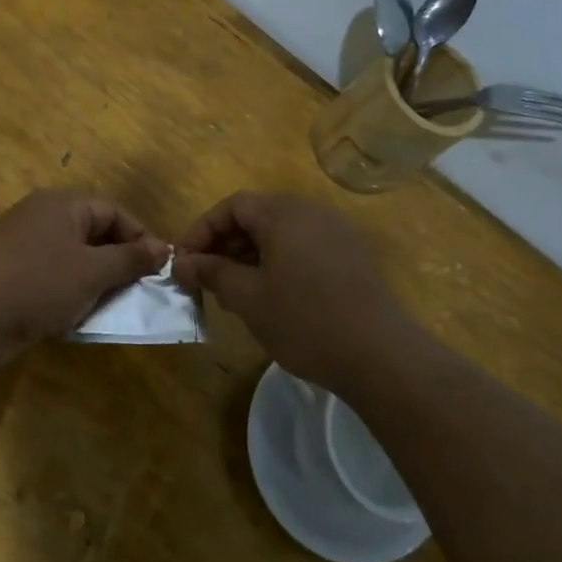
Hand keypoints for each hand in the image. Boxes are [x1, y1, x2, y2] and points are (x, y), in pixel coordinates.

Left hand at [0, 190, 168, 356]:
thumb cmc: (38, 283)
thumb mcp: (92, 271)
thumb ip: (131, 259)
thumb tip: (164, 248)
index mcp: (63, 203)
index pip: (115, 212)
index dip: (141, 238)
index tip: (161, 270)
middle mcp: (43, 217)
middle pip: (95, 234)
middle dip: (120, 263)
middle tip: (140, 292)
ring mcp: (25, 245)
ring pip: (75, 259)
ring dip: (97, 282)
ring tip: (113, 307)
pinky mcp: (13, 274)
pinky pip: (54, 277)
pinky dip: (72, 293)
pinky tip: (79, 316)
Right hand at [173, 191, 409, 391]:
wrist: (380, 355)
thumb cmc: (304, 320)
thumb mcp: (247, 297)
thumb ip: (211, 273)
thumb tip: (181, 262)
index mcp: (284, 213)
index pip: (232, 206)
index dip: (202, 230)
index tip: (184, 262)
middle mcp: (312, 212)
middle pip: (257, 216)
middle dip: (225, 245)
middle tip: (206, 280)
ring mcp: (337, 233)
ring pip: (281, 233)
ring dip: (251, 256)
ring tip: (235, 292)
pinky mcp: (353, 256)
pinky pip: (304, 247)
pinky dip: (279, 263)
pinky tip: (272, 297)